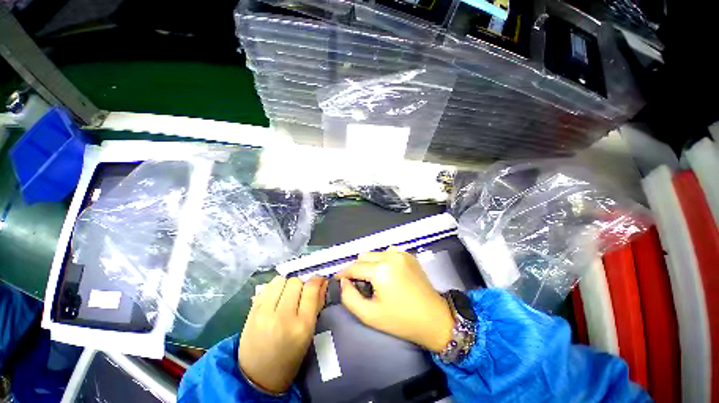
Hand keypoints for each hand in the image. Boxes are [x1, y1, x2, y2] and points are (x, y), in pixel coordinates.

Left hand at [239, 276, 327, 393]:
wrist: (257, 377)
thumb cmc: (290, 357)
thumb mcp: (309, 334)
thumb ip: (317, 305)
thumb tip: (323, 283)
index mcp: (302, 325)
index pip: (311, 289)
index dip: (317, 280)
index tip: (319, 281)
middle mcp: (283, 316)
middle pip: (295, 282)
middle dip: (301, 285)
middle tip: (299, 296)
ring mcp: (264, 313)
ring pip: (280, 280)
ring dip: (286, 285)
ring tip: (285, 296)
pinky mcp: (251, 312)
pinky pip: (266, 287)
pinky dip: (274, 289)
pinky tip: (274, 299)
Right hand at [336, 248, 453, 351]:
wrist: (434, 319)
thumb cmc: (401, 320)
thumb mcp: (369, 315)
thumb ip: (349, 297)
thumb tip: (344, 282)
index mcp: (381, 270)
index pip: (354, 267)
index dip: (344, 273)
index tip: (338, 280)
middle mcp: (390, 256)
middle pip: (364, 257)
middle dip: (357, 269)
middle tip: (358, 284)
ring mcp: (401, 253)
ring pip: (375, 253)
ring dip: (369, 264)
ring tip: (373, 279)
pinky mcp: (408, 255)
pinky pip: (388, 252)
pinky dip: (382, 260)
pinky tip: (387, 273)